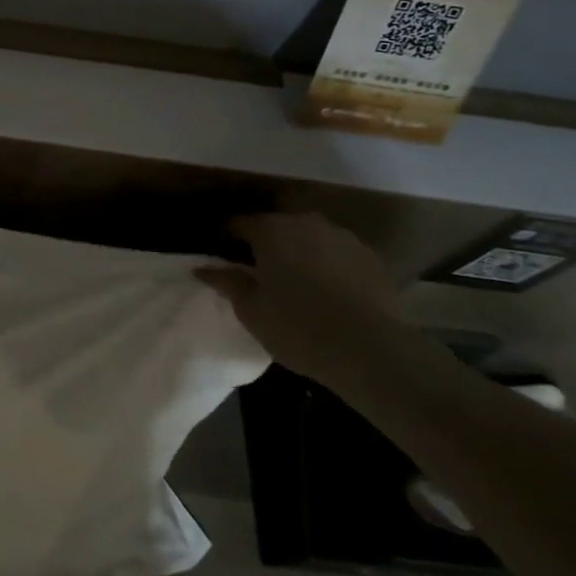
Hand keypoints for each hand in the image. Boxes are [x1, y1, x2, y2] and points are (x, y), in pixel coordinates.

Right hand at [197, 212, 416, 391]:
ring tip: (295, 281)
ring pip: (309, 238)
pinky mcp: (370, 258)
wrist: (372, 352)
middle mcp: (306, 223)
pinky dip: (327, 265)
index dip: (225, 236)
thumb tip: (203, 268)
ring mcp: (342, 237)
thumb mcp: (251, 311)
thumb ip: (227, 283)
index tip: (218, 252)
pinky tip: (327, 291)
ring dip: (298, 252)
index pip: (239, 223)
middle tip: (257, 270)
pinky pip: (337, 254)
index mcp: (271, 230)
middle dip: (264, 243)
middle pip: (276, 226)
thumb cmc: (299, 328)